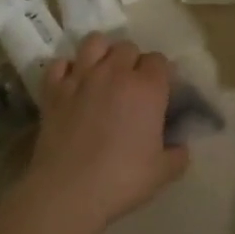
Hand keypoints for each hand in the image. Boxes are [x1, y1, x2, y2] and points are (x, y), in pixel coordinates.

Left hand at [25, 34, 185, 232]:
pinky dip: (67, 69)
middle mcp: (115, 72)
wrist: (68, 191)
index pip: (160, 60)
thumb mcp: (163, 173)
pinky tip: (72, 84)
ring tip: (103, 73)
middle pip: (128, 47)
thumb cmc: (121, 180)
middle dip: (133, 61)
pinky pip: (60, 63)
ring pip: (94, 42)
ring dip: (102, 53)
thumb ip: (178, 154)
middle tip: (131, 86)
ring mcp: (81, 77)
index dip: (161, 74)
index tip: (160, 92)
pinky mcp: (54, 89)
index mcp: (147, 88)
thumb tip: (180, 146)